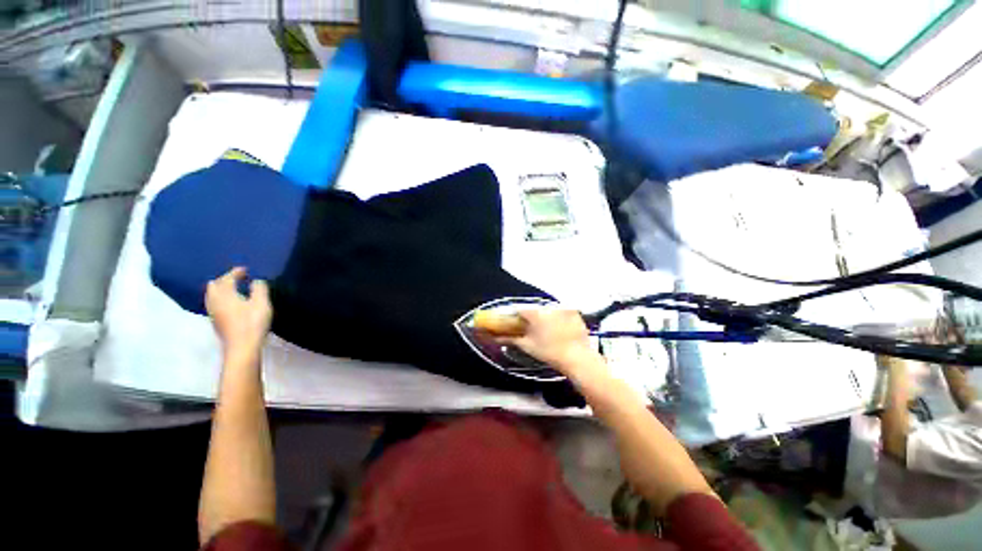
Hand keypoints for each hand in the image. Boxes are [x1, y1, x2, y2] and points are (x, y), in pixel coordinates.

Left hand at [206, 267, 271, 359]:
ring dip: (221, 290)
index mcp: (225, 295)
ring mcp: (214, 313)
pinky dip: (221, 298)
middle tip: (237, 278)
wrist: (242, 347)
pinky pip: (214, 304)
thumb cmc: (253, 323)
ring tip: (232, 289)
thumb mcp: (261, 303)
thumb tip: (257, 280)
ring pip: (212, 296)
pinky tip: (230, 303)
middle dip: (224, 279)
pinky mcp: (216, 322)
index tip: (245, 269)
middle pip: (214, 286)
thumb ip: (259, 289)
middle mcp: (215, 302)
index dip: (235, 272)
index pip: (227, 279)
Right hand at [495, 308, 600, 375]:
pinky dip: (560, 318)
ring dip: (546, 317)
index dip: (515, 316)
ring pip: (549, 310)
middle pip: (535, 309)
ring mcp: (563, 308)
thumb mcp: (528, 346)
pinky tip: (562, 330)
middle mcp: (548, 307)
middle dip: (532, 318)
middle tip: (533, 330)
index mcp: (535, 314)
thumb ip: (511, 340)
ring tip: (549, 332)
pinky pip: (562, 312)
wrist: (578, 358)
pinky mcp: (574, 312)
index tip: (515, 322)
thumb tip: (496, 338)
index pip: (519, 309)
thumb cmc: (549, 353)